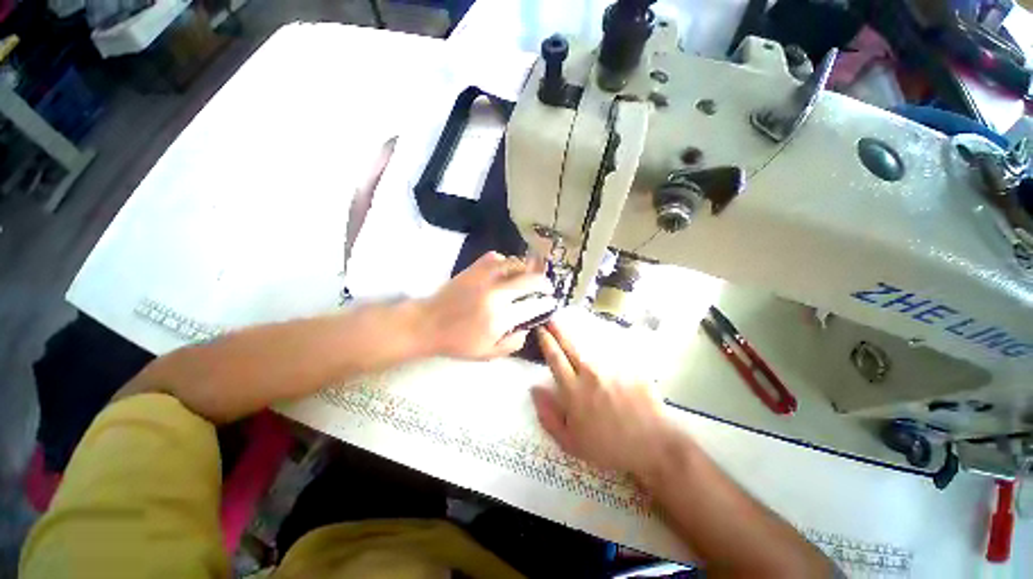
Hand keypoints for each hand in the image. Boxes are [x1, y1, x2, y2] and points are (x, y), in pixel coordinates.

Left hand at [420, 252, 553, 359]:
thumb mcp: (487, 353)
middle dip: (544, 283)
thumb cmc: (458, 342)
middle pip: (530, 281)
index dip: (546, 303)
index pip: (533, 306)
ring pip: (515, 264)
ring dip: (527, 269)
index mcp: (500, 318)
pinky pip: (495, 257)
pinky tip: (506, 269)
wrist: (427, 324)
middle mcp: (496, 295)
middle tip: (547, 287)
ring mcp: (484, 278)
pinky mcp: (473, 269)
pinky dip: (505, 261)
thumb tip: (528, 328)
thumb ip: (512, 344)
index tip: (551, 302)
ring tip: (531, 274)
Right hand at [531, 321, 682, 481]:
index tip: (540, 329)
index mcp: (573, 391)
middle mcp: (590, 373)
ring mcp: (610, 367)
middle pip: (569, 345)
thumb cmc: (608, 447)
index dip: (546, 341)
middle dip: (558, 329)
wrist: (653, 445)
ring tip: (569, 322)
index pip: (555, 358)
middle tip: (551, 317)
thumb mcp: (571, 442)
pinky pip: (610, 348)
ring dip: (576, 332)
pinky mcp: (628, 365)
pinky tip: (597, 336)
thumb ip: (548, 416)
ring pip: (589, 343)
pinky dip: (600, 341)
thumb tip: (534, 389)